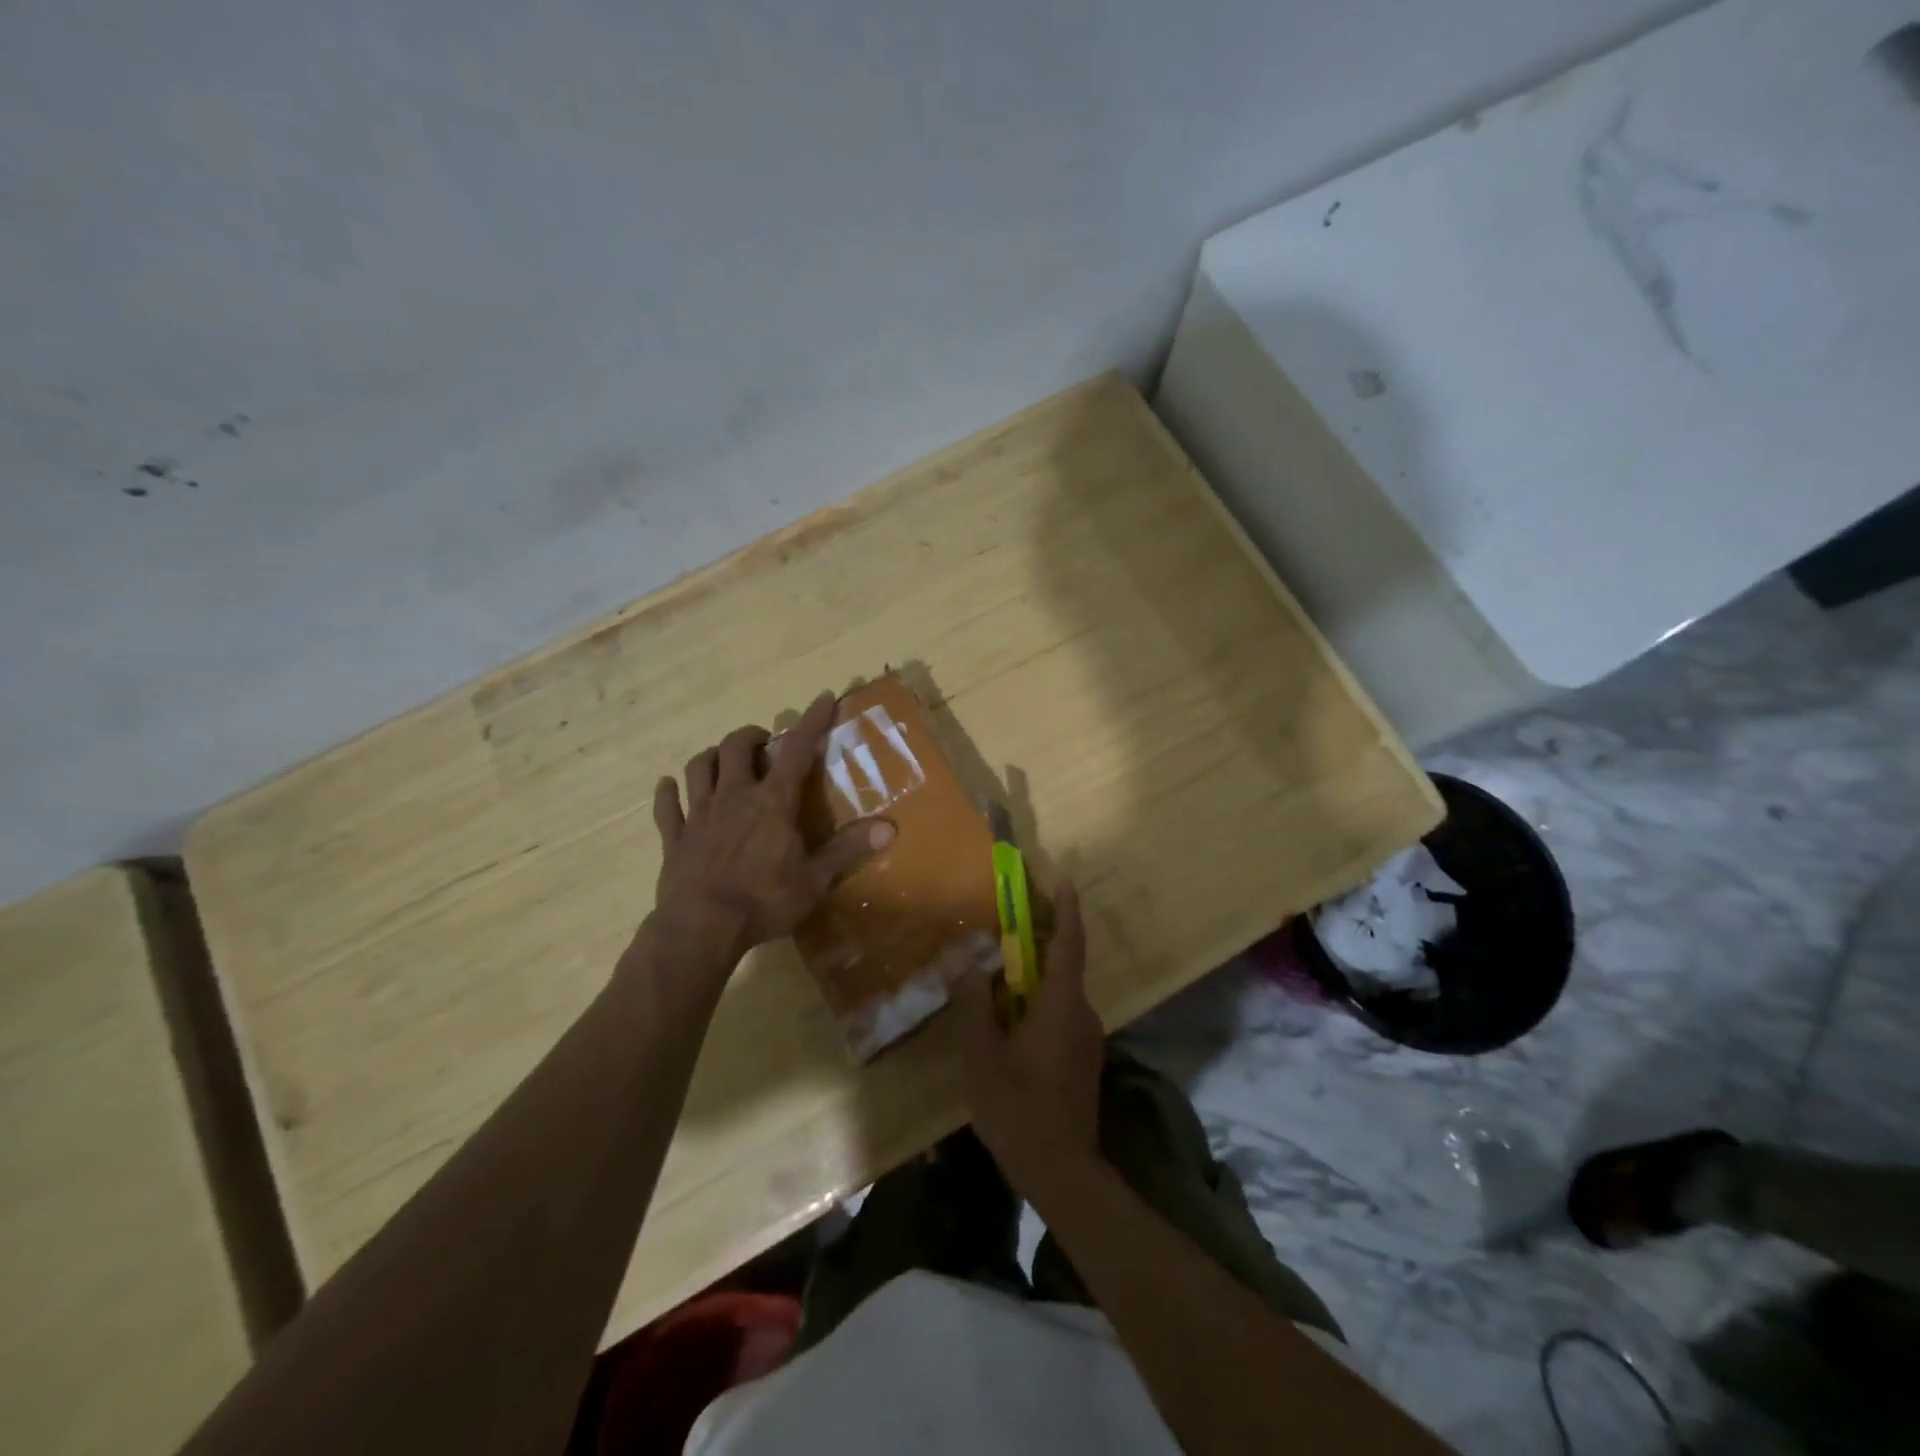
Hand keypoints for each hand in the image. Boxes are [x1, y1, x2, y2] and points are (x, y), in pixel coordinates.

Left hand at [649, 691, 894, 963]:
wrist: (701, 928)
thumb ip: (849, 849)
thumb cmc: (764, 901)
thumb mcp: (815, 879)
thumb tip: (891, 826)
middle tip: (763, 742)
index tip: (824, 697)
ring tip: (722, 759)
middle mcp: (733, 796)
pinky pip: (666, 806)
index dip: (812, 721)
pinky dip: (668, 792)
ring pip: (698, 767)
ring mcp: (699, 814)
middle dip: (750, 736)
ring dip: (711, 756)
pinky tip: (668, 787)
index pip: (796, 749)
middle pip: (735, 747)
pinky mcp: (674, 837)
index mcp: (772, 802)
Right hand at [952, 881, 1105, 1200]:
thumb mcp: (982, 1058)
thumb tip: (964, 963)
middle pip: (1063, 962)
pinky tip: (1008, 1013)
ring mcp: (1085, 1037)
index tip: (1061, 879)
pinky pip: (1059, 1012)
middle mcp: (1081, 1013)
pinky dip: (1036, 998)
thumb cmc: (1019, 1110)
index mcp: (1061, 1004)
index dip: (1066, 908)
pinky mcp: (1081, 1057)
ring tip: (997, 967)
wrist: (1063, 1172)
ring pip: (1059, 990)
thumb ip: (973, 1007)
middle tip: (1006, 919)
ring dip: (1033, 972)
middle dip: (1039, 937)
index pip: (1069, 943)